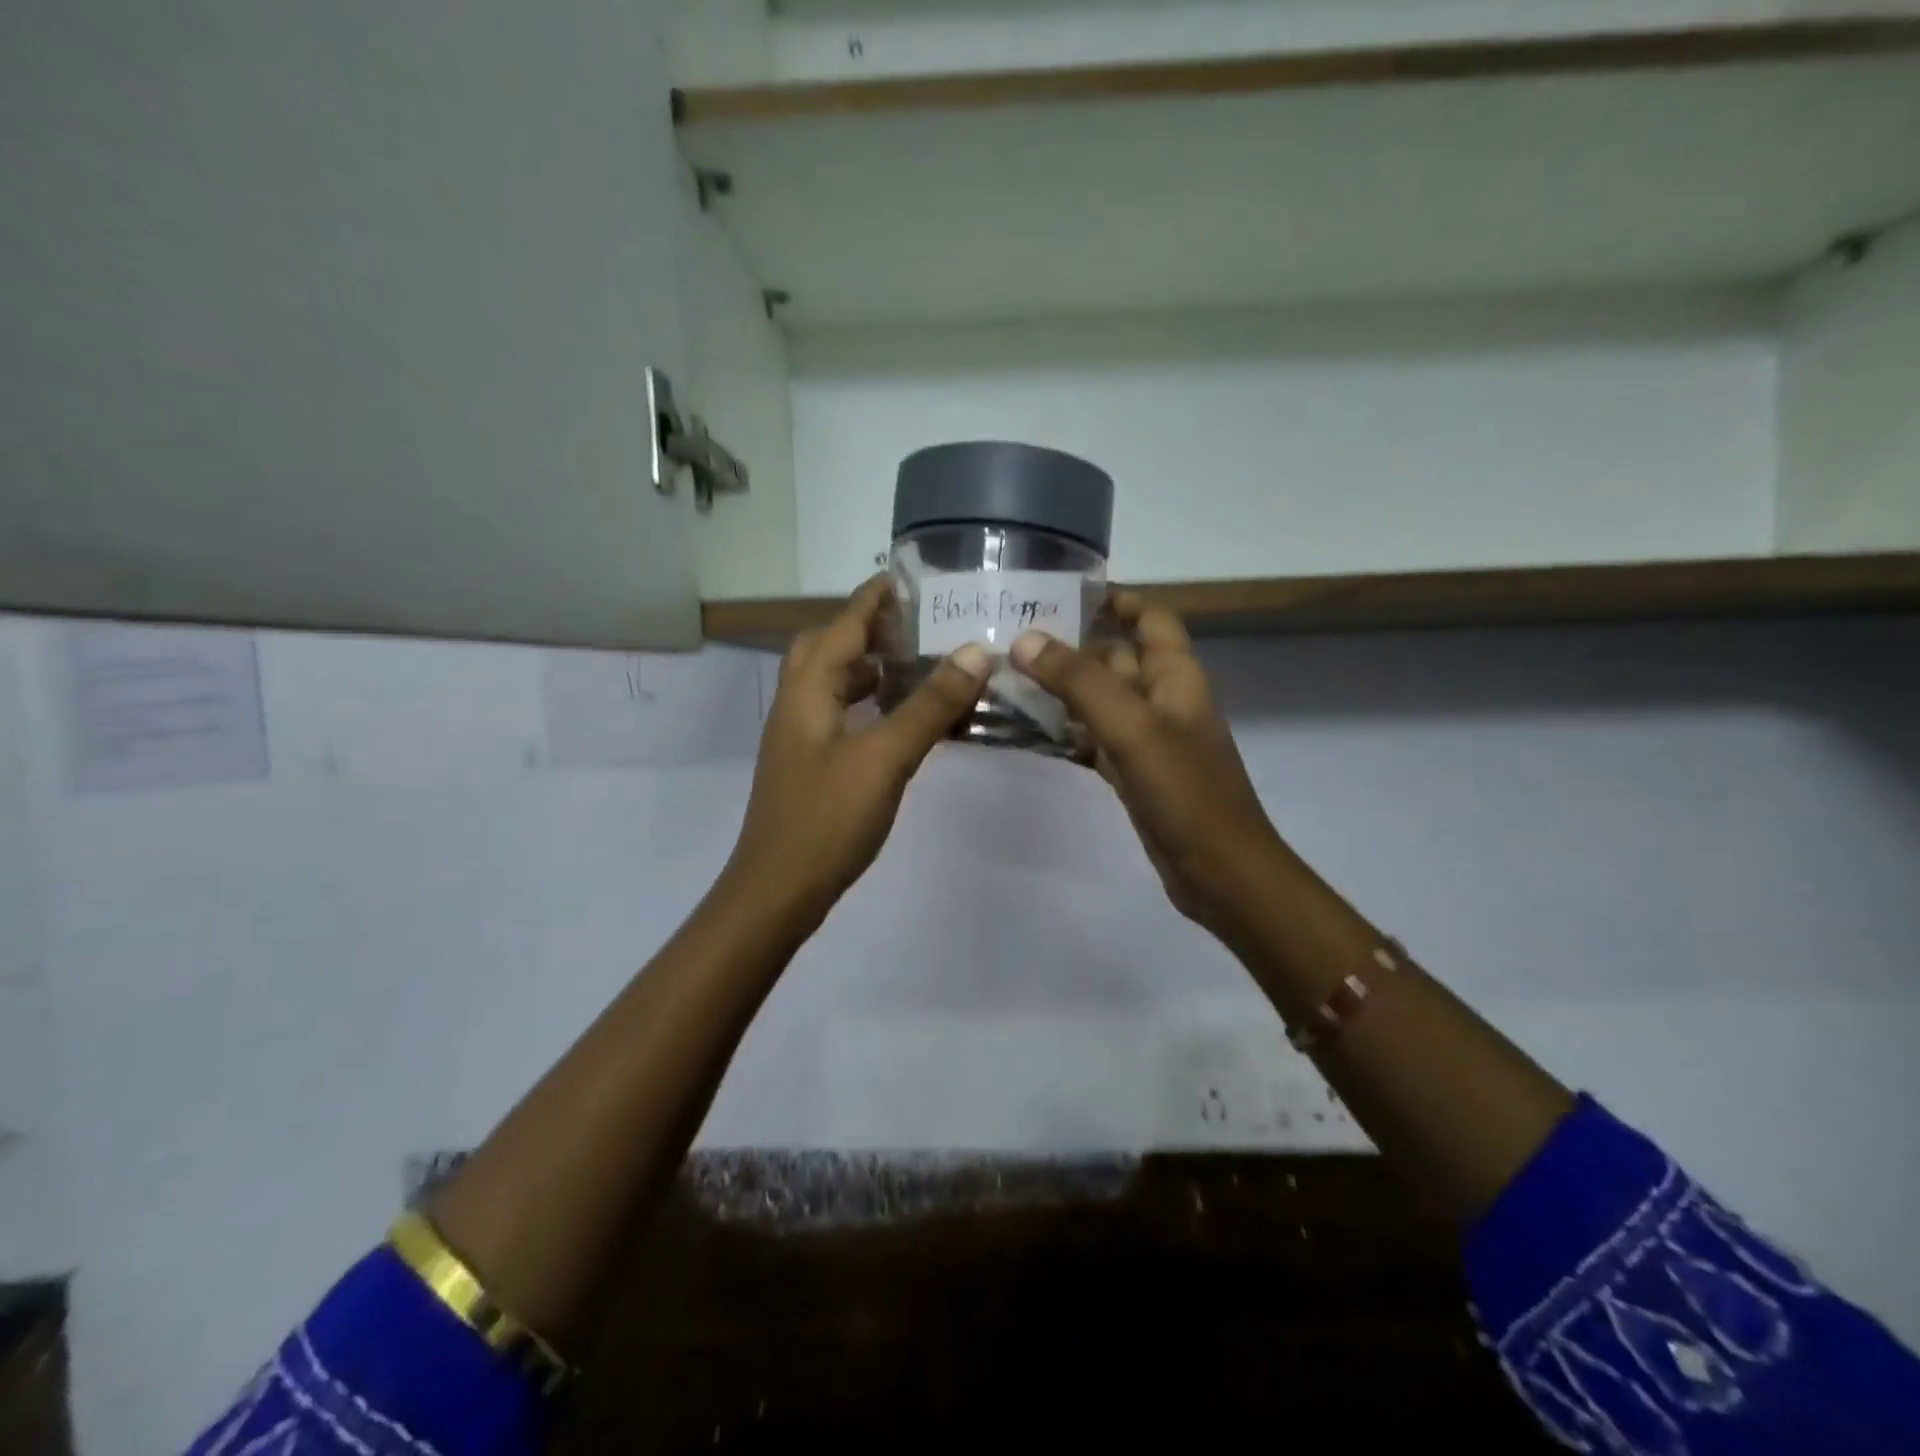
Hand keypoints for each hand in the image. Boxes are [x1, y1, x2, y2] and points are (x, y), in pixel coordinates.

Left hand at [726, 576, 991, 927]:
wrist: (778, 891)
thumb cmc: (827, 818)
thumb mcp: (884, 757)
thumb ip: (928, 705)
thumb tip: (974, 652)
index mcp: (807, 691)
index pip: (841, 626)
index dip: (872, 598)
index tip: (905, 575)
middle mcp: (797, 706)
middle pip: (826, 649)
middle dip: (866, 630)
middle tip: (913, 626)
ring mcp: (800, 739)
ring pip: (832, 686)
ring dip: (868, 669)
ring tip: (916, 665)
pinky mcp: (811, 768)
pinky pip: (841, 718)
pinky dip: (869, 706)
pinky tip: (900, 721)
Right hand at [1009, 594, 1286, 944]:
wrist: (1220, 872)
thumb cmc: (1184, 792)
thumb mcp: (1131, 728)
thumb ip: (1080, 681)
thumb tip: (1025, 640)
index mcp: (1177, 677)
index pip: (1152, 619)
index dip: (1118, 600)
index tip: (1066, 592)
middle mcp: (1165, 701)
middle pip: (1118, 659)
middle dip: (1074, 646)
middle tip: (1014, 640)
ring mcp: (1151, 741)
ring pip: (1104, 702)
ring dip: (1066, 691)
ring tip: (1011, 681)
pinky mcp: (1137, 776)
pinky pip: (1098, 740)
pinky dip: (1070, 732)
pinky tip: (1034, 733)